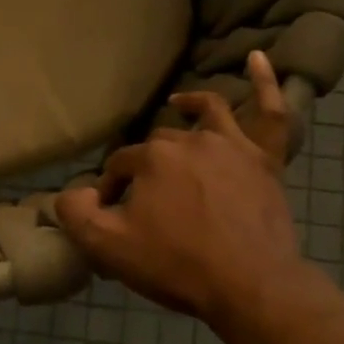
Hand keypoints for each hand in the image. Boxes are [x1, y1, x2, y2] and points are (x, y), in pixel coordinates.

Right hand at [55, 51, 310, 324]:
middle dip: (146, 167)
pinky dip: (266, 82)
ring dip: (190, 105)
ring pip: (207, 114)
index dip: (112, 188)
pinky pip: (272, 113)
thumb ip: (77, 213)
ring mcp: (233, 146)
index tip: (113, 215)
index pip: (120, 165)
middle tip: (146, 202)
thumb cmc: (177, 265)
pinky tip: (259, 57)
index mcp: (152, 158)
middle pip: (159, 144)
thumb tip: (72, 191)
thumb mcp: (109, 248)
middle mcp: (190, 140)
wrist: (250, 286)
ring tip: (178, 103)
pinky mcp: (267, 159)